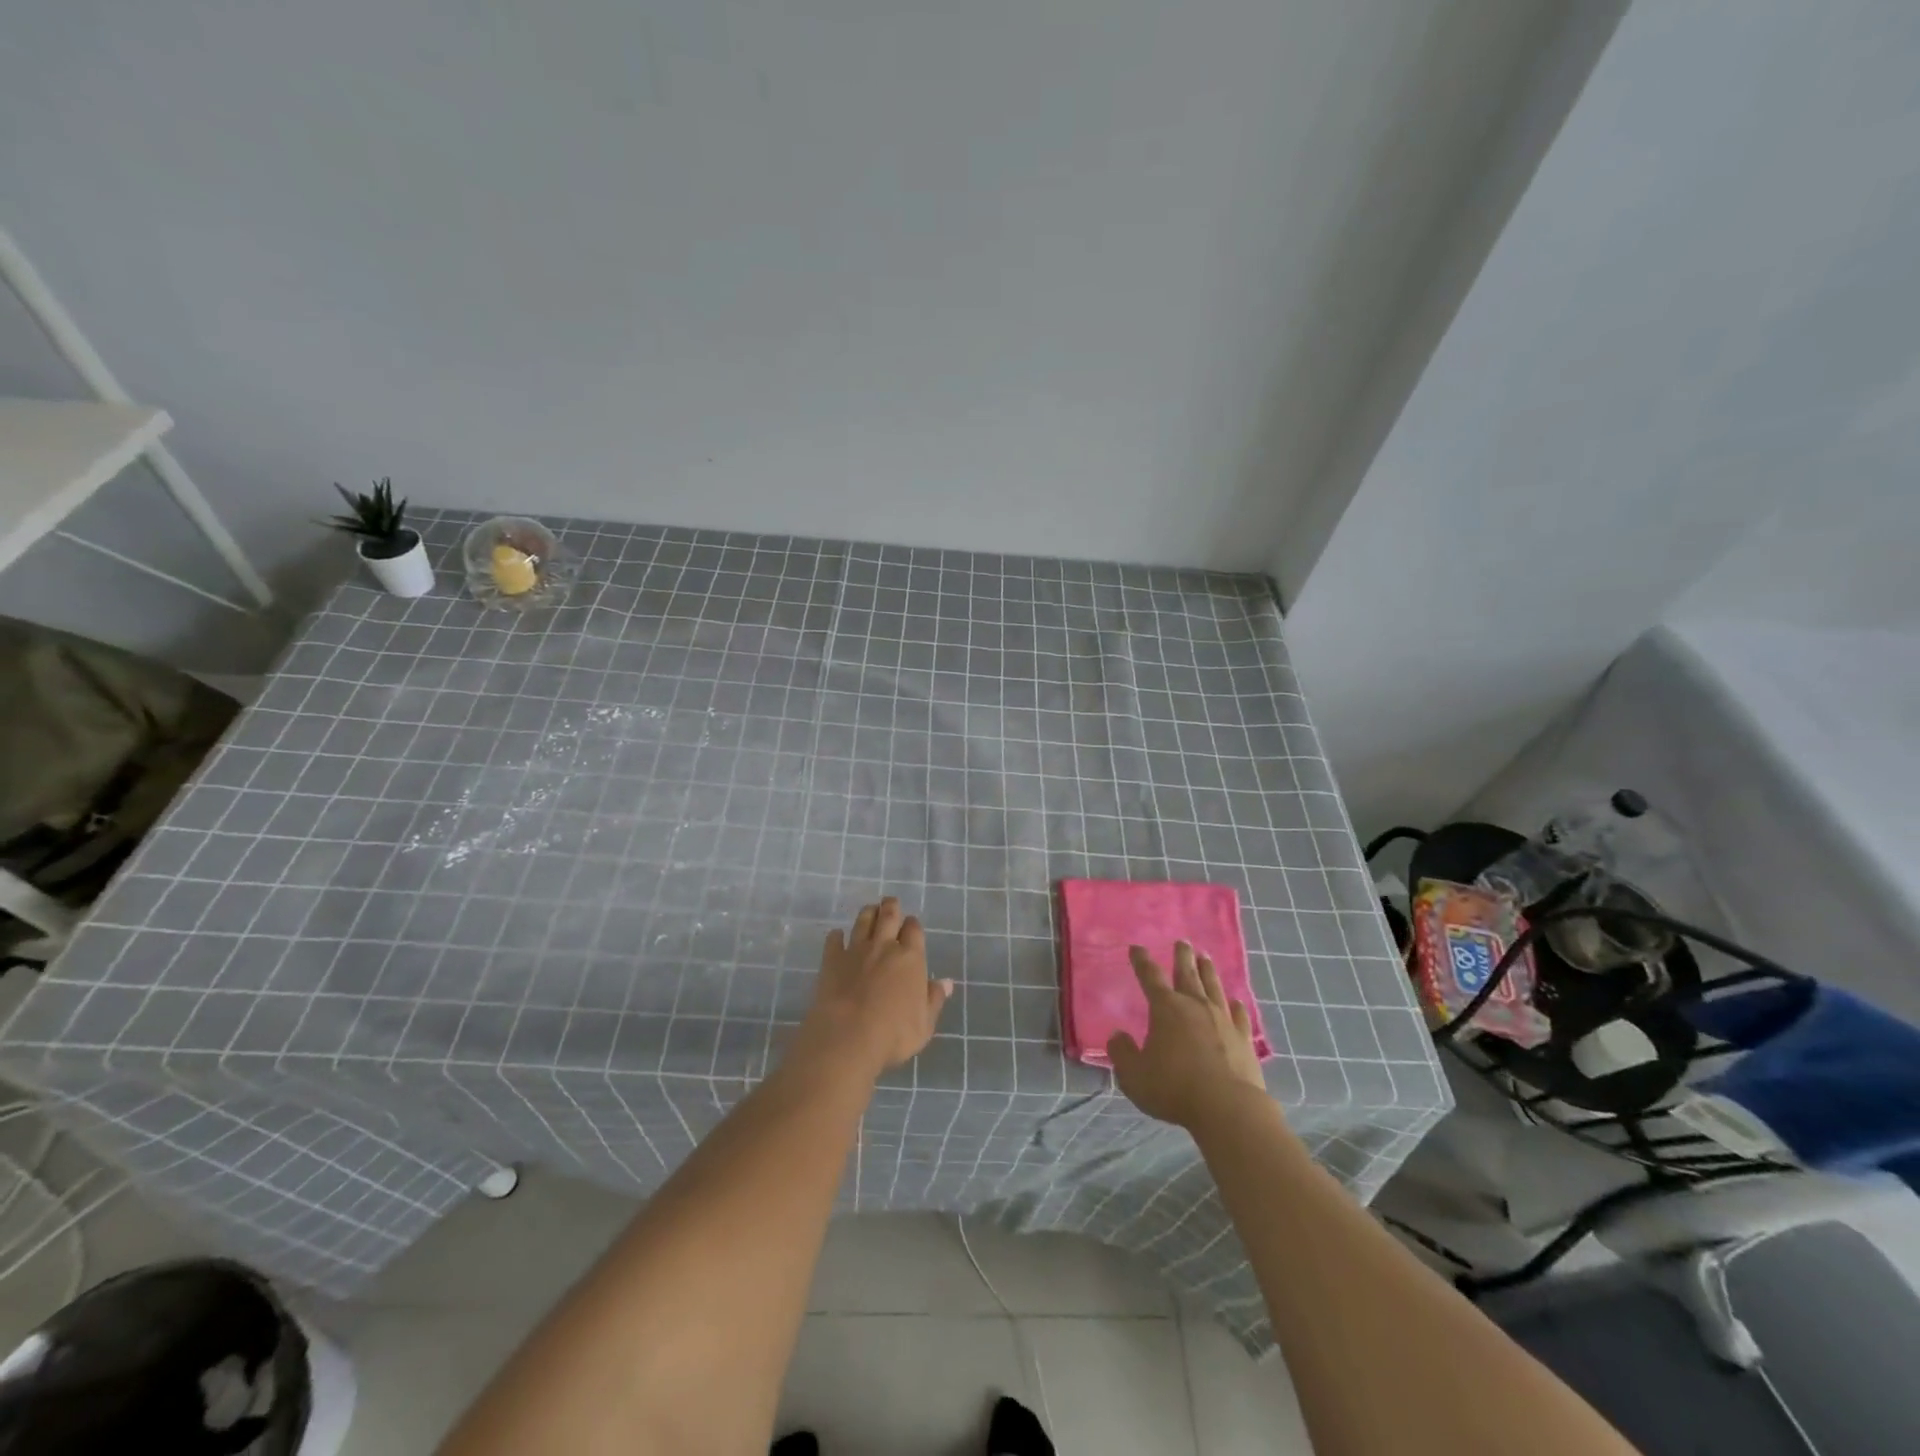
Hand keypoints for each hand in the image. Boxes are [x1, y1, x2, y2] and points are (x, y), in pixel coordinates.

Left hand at [798, 897, 952, 1078]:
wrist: (848, 1036)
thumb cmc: (894, 1034)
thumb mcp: (924, 1023)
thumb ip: (934, 999)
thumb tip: (946, 982)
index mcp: (910, 958)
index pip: (914, 930)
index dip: (913, 925)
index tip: (911, 925)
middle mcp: (884, 947)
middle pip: (888, 916)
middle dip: (891, 907)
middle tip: (890, 901)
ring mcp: (856, 951)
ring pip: (863, 922)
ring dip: (867, 913)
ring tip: (870, 909)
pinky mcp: (832, 960)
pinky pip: (834, 941)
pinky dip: (836, 936)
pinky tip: (836, 935)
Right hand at [1108, 942, 1268, 1129]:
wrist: (1228, 1108)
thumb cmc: (1174, 1088)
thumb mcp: (1134, 1075)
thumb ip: (1122, 1053)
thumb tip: (1117, 1036)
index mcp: (1166, 1008)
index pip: (1150, 977)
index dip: (1141, 961)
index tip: (1137, 948)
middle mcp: (1195, 1006)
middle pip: (1187, 974)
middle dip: (1182, 956)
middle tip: (1183, 942)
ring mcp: (1222, 1020)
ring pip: (1214, 987)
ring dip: (1208, 971)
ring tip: (1206, 957)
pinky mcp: (1244, 1039)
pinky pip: (1240, 1016)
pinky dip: (1237, 1007)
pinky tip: (1236, 1002)